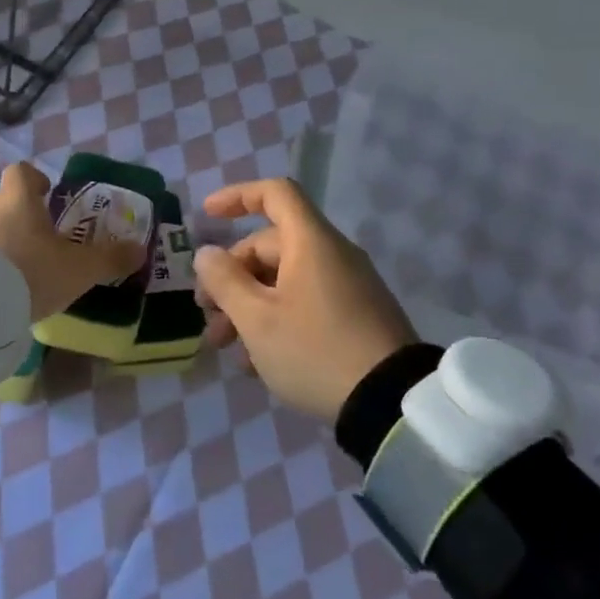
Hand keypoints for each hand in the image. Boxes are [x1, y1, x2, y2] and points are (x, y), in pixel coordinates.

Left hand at [0, 162, 144, 321]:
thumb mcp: (78, 269)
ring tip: (20, 272)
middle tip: (42, 245)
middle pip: (6, 202)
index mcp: (17, 198)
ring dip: (3, 242)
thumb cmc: (30, 272)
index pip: (22, 172)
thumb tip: (140, 250)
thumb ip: (109, 258)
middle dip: (23, 219)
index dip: (36, 180)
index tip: (48, 195)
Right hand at [194, 177, 417, 420]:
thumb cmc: (315, 350)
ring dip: (248, 305)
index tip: (207, 216)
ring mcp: (348, 287)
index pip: (274, 194)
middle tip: (207, 314)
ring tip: (225, 346)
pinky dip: (276, 319)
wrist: (392, 404)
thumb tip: (206, 253)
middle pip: (270, 246)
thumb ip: (224, 281)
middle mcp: (332, 255)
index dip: (237, 197)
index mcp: (310, 242)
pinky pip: (306, 303)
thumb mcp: (257, 319)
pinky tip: (257, 361)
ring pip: (284, 280)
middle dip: (231, 277)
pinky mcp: (356, 317)